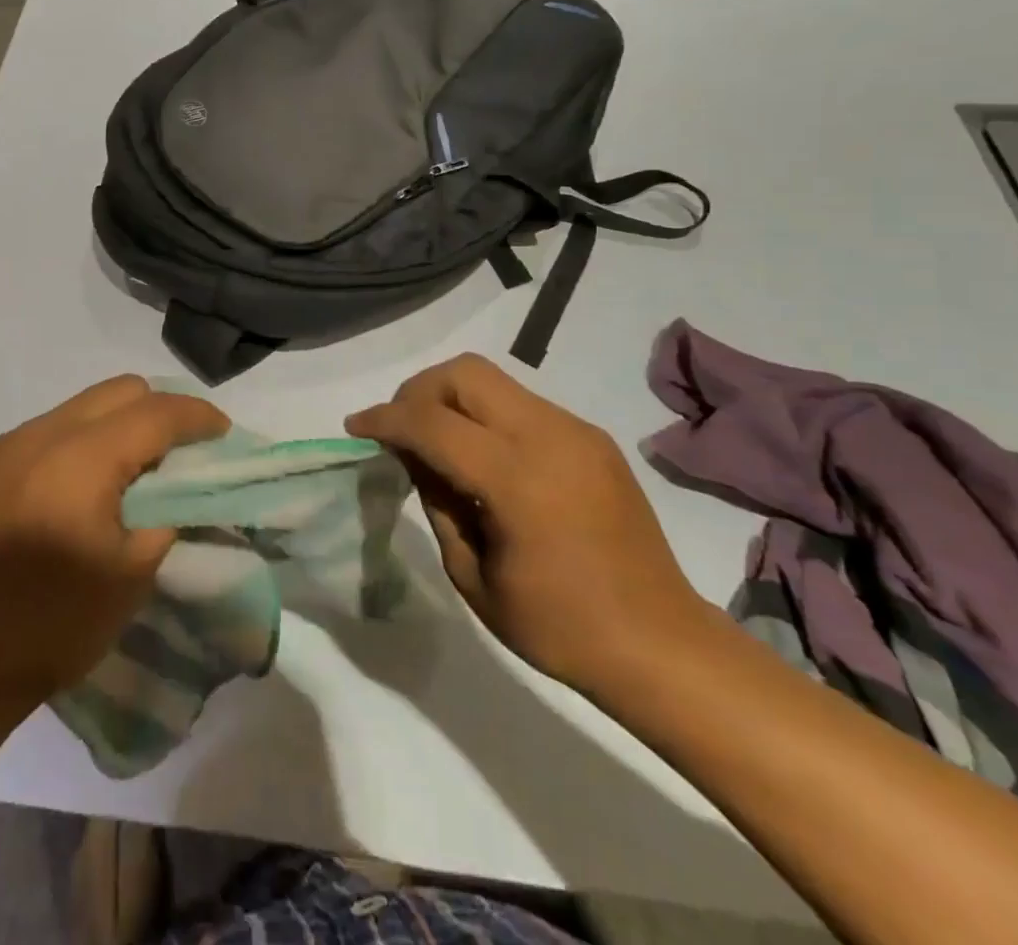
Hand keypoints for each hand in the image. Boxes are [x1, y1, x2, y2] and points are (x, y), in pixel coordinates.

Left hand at [0, 376, 228, 719]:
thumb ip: (165, 514)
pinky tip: (65, 493)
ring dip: (110, 428)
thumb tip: (176, 489)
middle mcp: (39, 435)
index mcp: (82, 458)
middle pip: (118, 390)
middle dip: (157, 411)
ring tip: (120, 474)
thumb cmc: (54, 624)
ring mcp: (2, 446)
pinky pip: (38, 435)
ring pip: (76, 408)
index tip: (220, 432)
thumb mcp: (132, 574)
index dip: (197, 416)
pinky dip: (67, 448)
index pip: (156, 412)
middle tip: (175, 451)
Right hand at [346, 354, 709, 695]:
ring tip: (436, 442)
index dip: (385, 419)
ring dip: (452, 399)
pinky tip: (482, 457)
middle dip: (418, 391)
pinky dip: (486, 415)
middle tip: (400, 429)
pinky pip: (521, 404)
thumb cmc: (559, 627)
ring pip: (493, 380)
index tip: (356, 427)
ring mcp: (577, 431)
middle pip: (464, 374)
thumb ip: (437, 500)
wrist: (661, 644)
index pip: (432, 422)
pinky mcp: (592, 438)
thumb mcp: (473, 575)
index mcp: (517, 479)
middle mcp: (549, 437)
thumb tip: (412, 454)